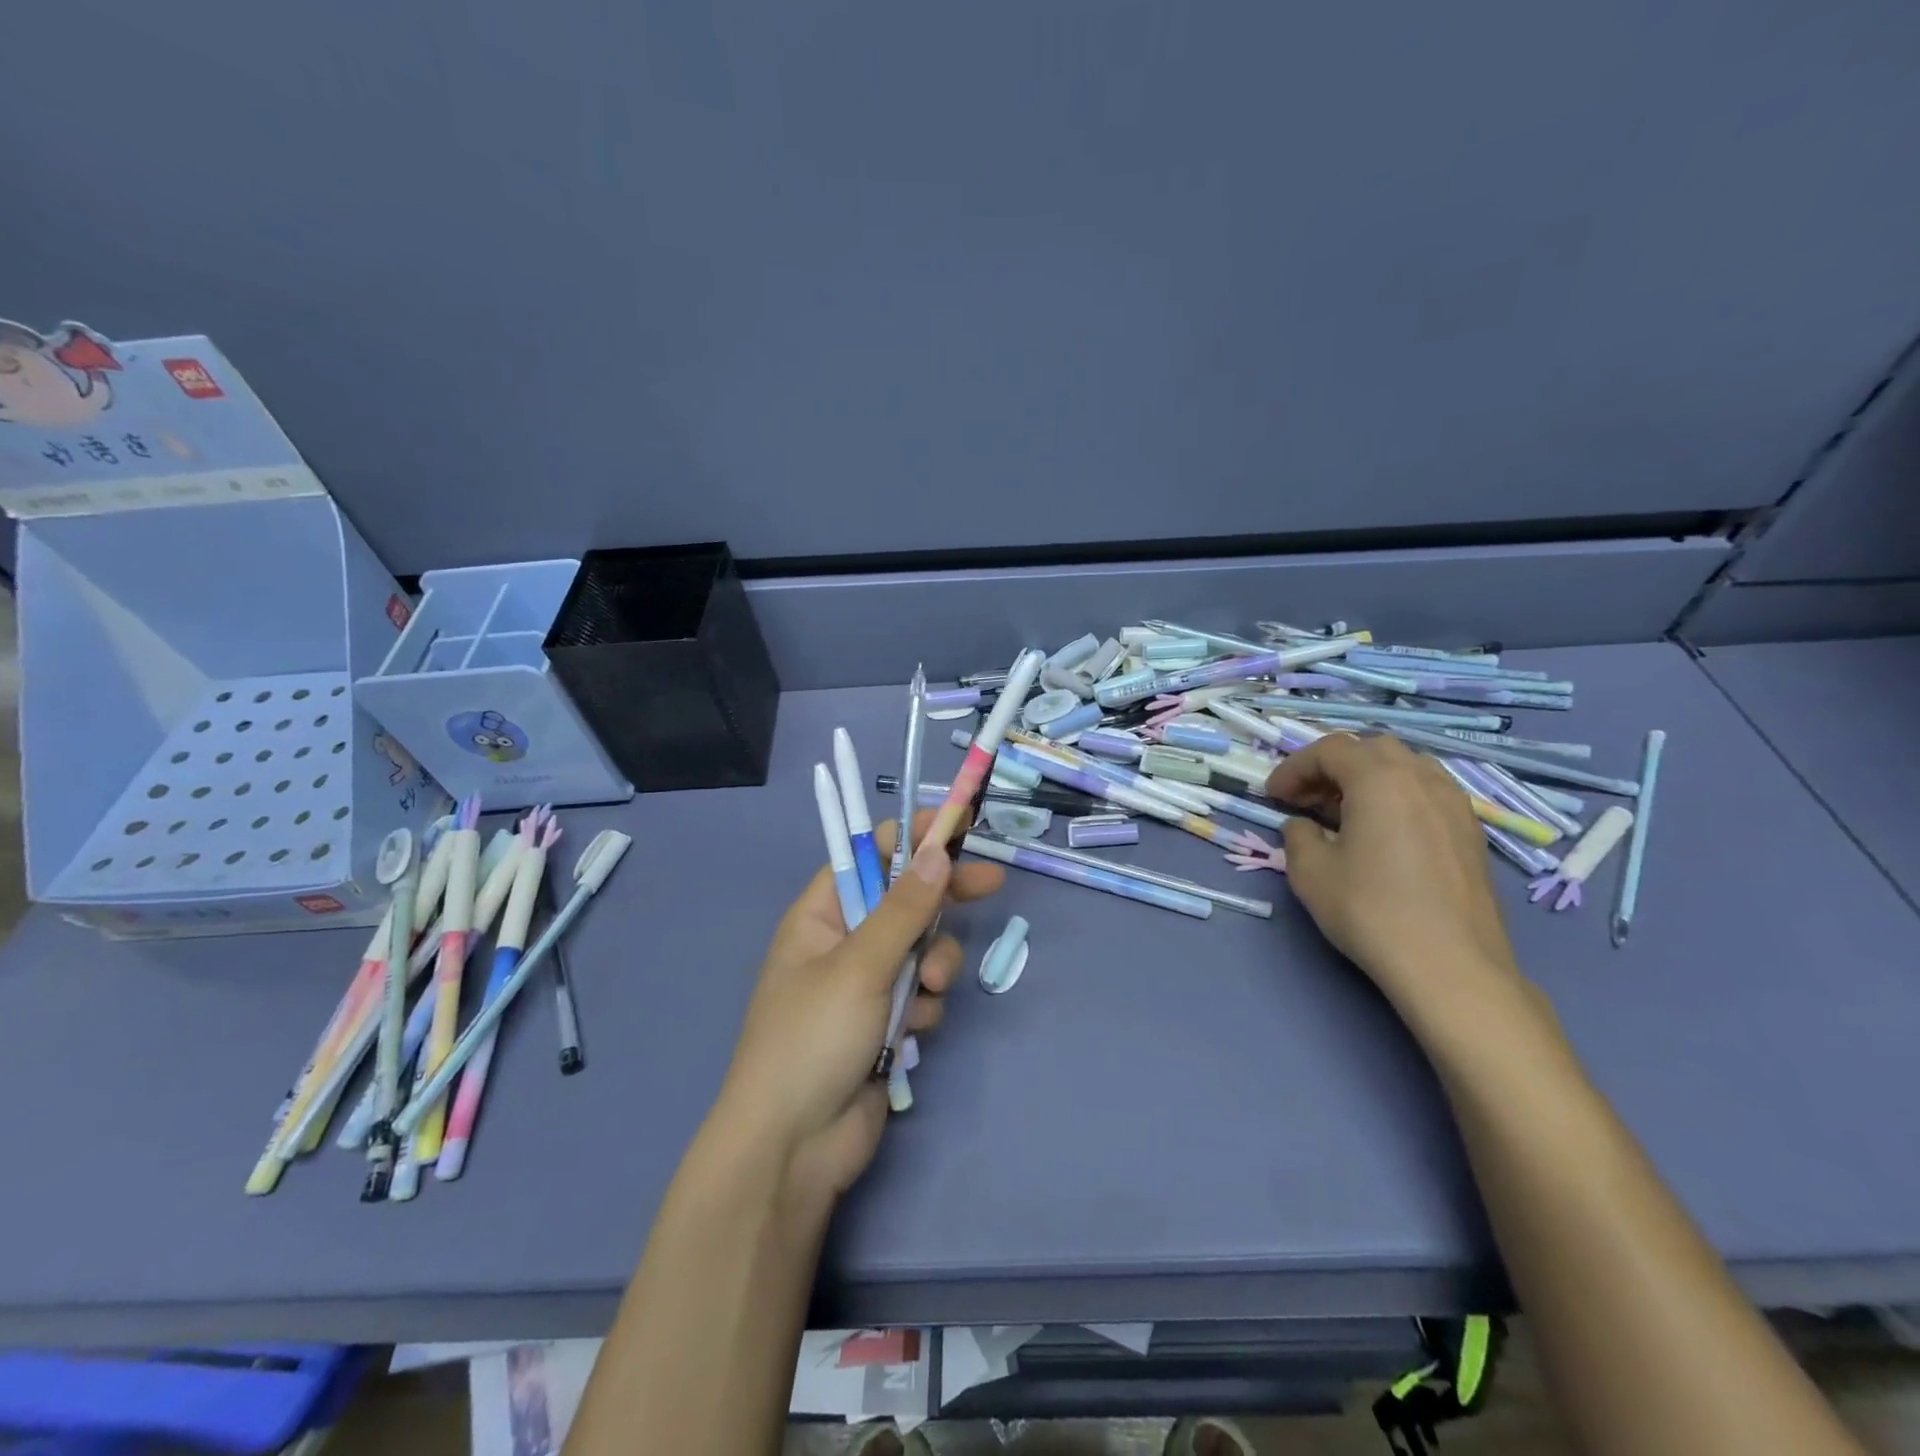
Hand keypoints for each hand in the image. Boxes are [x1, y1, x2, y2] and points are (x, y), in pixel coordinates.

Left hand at [712, 813, 1004, 1209]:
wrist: (794, 1149)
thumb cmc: (812, 1040)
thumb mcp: (860, 966)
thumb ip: (904, 909)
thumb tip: (938, 850)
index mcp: (820, 916)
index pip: (868, 857)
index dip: (910, 839)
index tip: (955, 828)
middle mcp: (842, 943)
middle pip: (903, 901)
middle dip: (941, 899)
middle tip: (990, 882)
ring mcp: (864, 985)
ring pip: (920, 950)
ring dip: (933, 966)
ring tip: (926, 992)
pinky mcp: (884, 1023)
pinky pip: (920, 995)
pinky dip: (922, 1008)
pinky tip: (909, 1034)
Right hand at [1267, 734, 1521, 1018]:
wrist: (1450, 966)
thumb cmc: (1371, 911)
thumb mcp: (1310, 872)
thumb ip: (1297, 836)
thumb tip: (1303, 826)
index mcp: (1379, 778)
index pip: (1329, 750)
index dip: (1294, 767)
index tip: (1273, 796)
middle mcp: (1422, 778)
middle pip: (1370, 750)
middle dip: (1332, 767)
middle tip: (1307, 799)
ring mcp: (1454, 803)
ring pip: (1404, 767)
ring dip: (1367, 779)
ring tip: (1344, 813)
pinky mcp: (1470, 832)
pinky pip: (1427, 793)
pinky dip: (1397, 797)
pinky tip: (1382, 834)